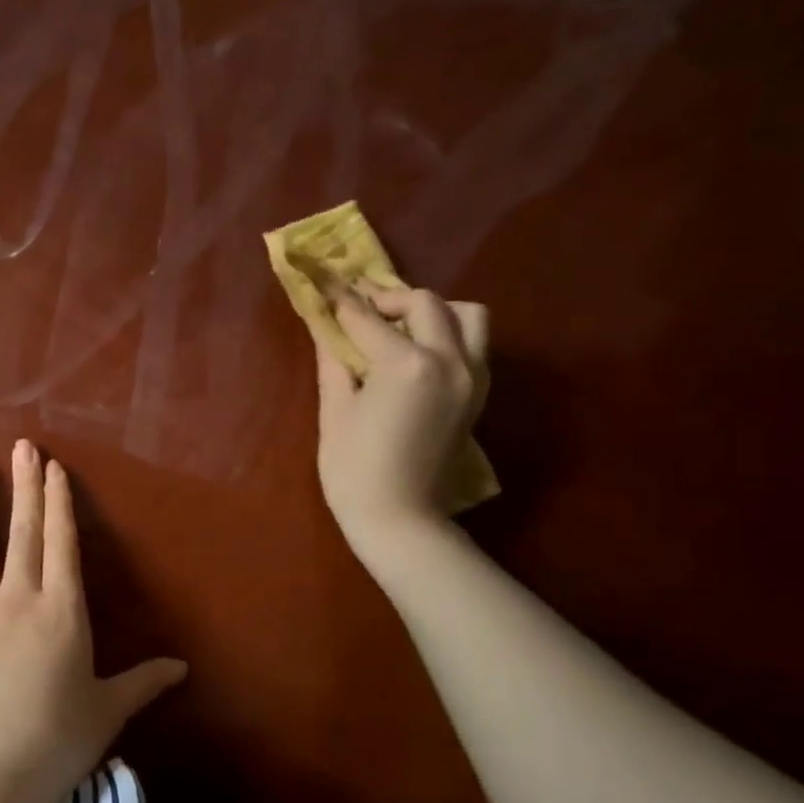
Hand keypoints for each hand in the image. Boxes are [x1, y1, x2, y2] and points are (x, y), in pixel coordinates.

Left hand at [0, 439, 186, 802]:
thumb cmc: (56, 743)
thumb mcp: (108, 711)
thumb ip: (144, 682)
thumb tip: (183, 668)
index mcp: (62, 612)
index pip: (63, 545)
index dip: (59, 504)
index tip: (54, 468)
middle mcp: (17, 601)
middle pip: (23, 535)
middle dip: (25, 488)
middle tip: (22, 447)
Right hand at [313, 283, 489, 563]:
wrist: (400, 519)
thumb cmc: (354, 469)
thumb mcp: (334, 410)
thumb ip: (334, 358)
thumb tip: (326, 325)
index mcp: (407, 364)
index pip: (368, 318)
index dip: (342, 300)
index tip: (325, 283)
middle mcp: (449, 359)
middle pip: (425, 302)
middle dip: (389, 300)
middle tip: (360, 313)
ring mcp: (472, 376)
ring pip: (466, 315)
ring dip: (432, 312)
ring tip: (400, 330)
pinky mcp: (478, 393)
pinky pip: (473, 343)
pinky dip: (448, 335)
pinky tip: (417, 355)